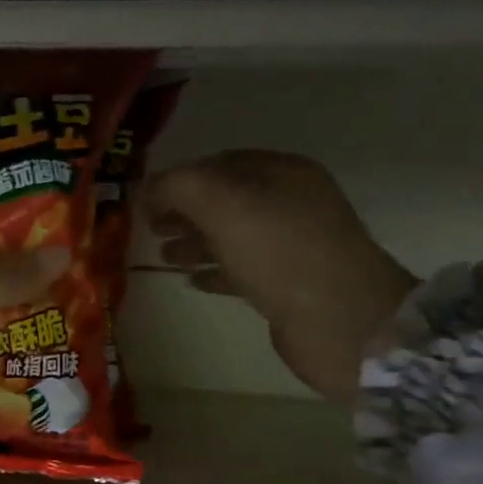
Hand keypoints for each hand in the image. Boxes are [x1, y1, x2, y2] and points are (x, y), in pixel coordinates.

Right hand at [147, 153, 417, 403]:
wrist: (337, 319)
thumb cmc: (278, 252)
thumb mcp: (221, 204)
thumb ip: (178, 186)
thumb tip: (147, 187)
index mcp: (281, 173)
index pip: (219, 164)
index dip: (179, 178)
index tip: (145, 200)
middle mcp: (290, 203)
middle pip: (223, 201)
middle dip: (184, 213)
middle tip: (149, 229)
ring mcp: (291, 245)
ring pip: (230, 236)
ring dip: (194, 243)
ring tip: (163, 258)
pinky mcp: (287, 285)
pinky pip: (241, 270)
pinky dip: (214, 271)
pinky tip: (191, 282)